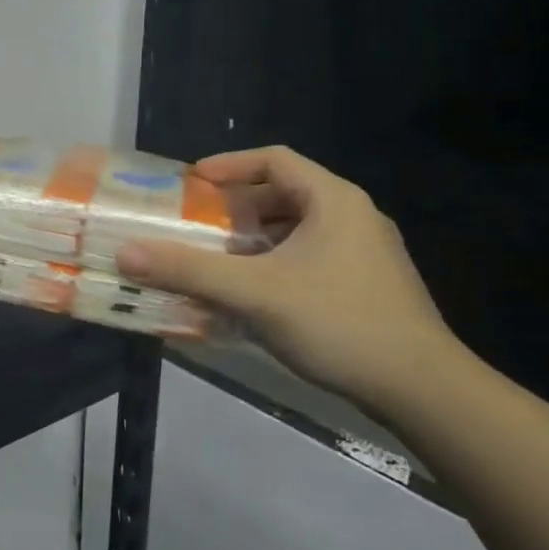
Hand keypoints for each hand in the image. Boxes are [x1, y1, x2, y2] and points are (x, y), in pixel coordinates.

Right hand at [117, 146, 465, 411]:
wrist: (423, 390)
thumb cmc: (338, 322)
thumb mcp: (253, 292)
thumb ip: (188, 269)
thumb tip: (125, 253)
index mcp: (334, 201)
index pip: (275, 159)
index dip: (229, 164)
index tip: (191, 182)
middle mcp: (352, 218)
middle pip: (283, 194)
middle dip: (234, 209)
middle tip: (195, 224)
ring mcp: (364, 254)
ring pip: (295, 230)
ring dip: (251, 240)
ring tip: (214, 259)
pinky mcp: (366, 286)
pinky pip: (308, 258)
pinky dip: (272, 264)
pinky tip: (250, 294)